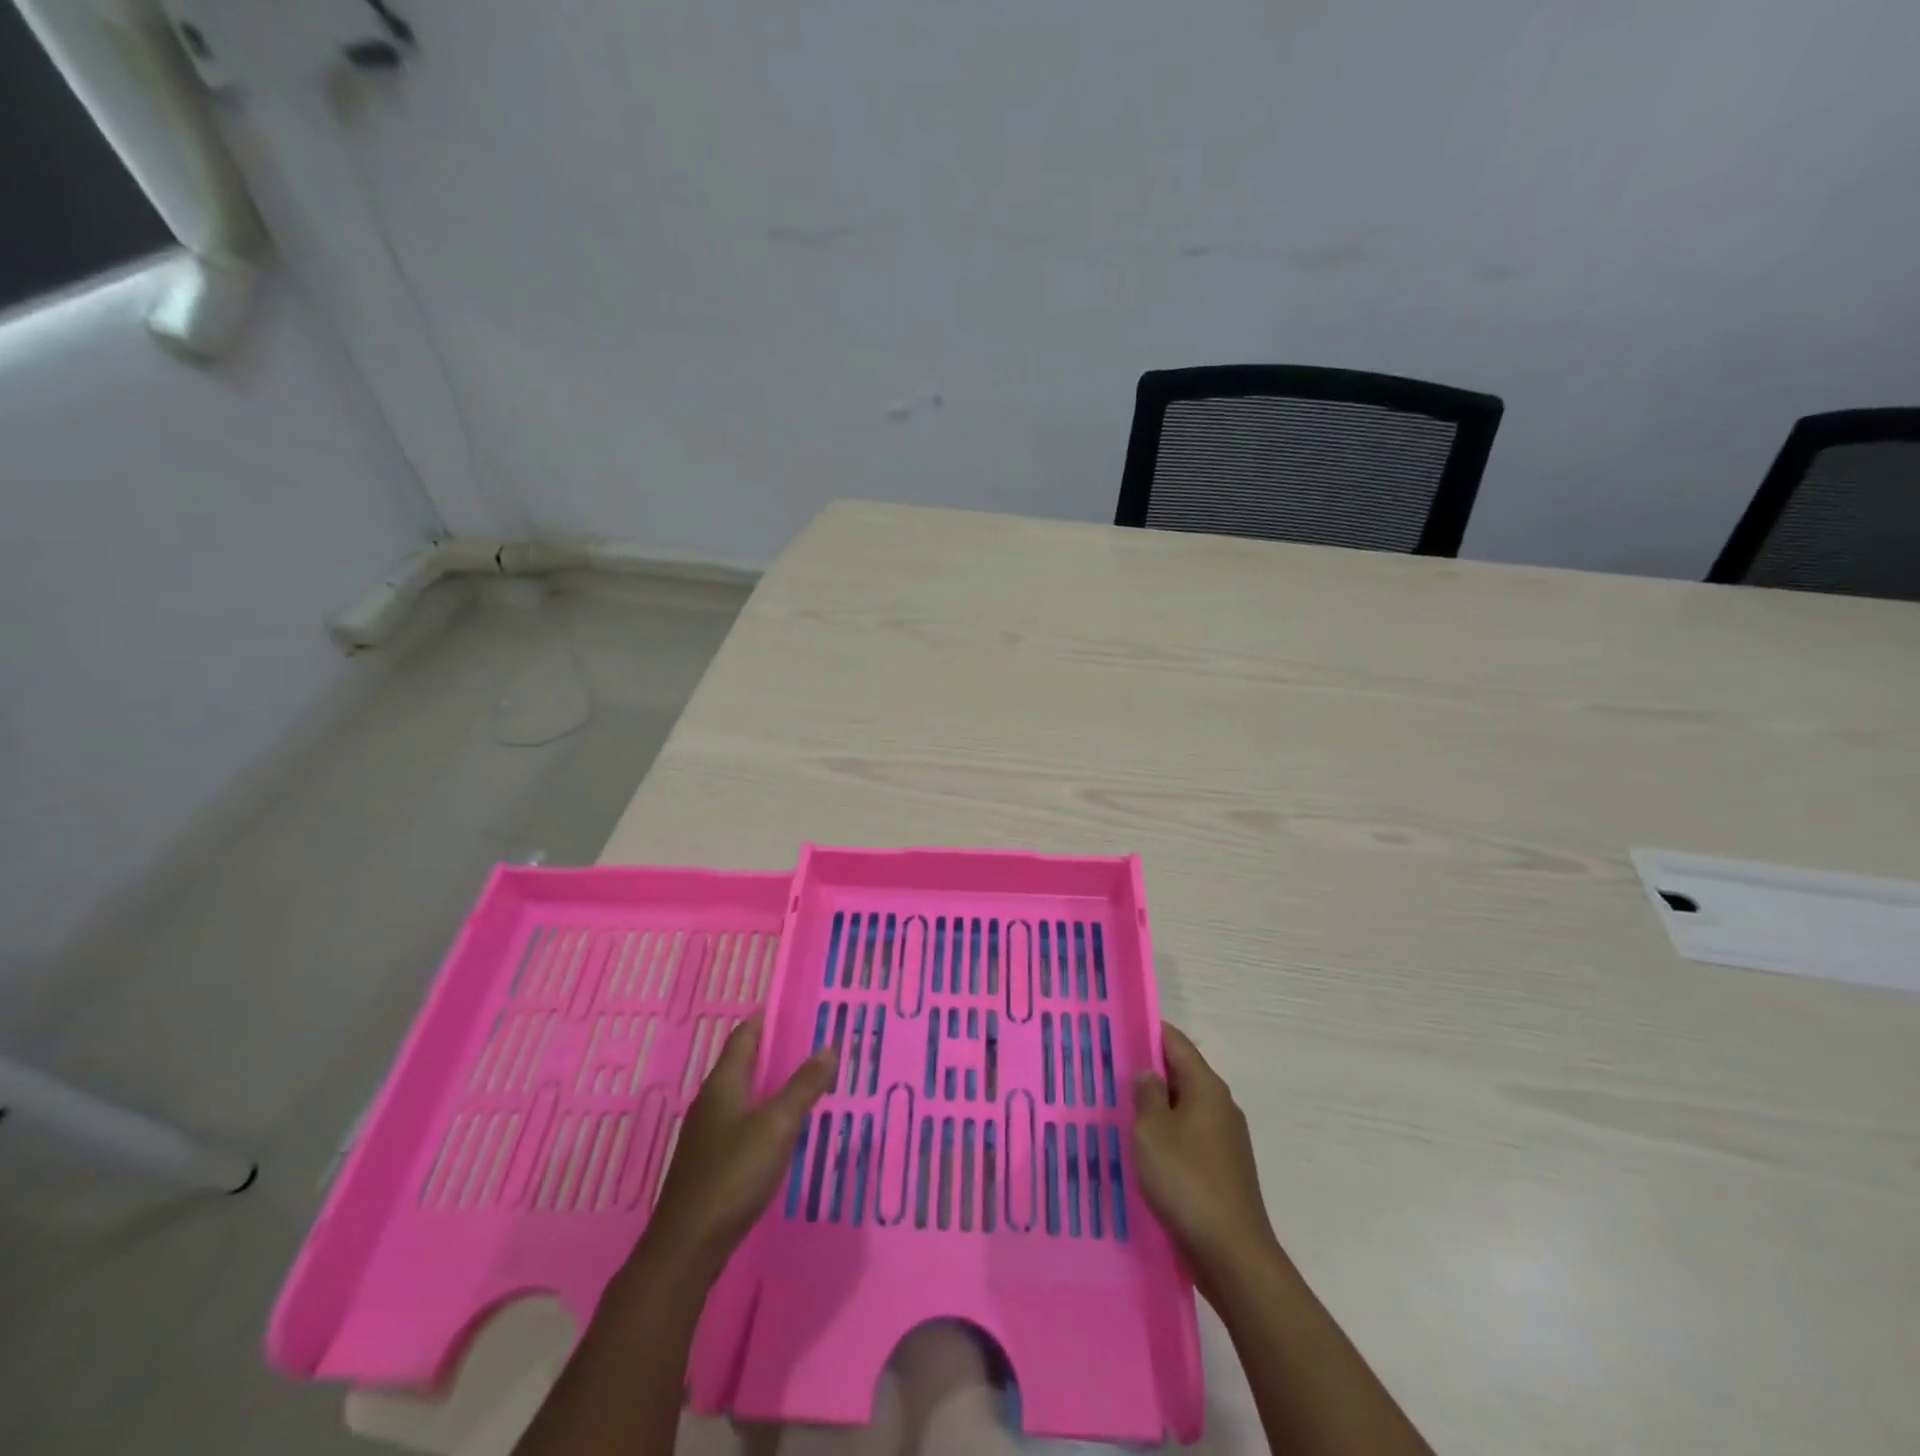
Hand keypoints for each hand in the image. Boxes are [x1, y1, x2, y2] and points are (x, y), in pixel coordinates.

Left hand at [637, 1013, 837, 1281]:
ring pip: (742, 1095)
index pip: (744, 1036)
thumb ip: (804, 1086)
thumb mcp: (778, 1125)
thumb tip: (829, 1047)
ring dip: (768, 1084)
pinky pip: (741, 1122)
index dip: (765, 1020)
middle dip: (771, 1051)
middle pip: (742, 1064)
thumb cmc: (733, 1174)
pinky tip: (781, 1129)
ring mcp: (707, 1134)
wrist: (687, 1246)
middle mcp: (711, 1101)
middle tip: (808, 1042)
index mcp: (723, 1083)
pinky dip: (762, 1113)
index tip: (789, 1007)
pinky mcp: (709, 1162)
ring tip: (801, 1081)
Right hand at [1132, 1022, 1278, 1291]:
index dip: (1147, 1032)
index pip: (1175, 1042)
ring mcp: (1225, 1139)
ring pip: (1183, 1108)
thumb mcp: (1151, 1131)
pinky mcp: (1223, 1169)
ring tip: (1118, 1111)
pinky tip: (1142, 1151)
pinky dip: (1166, 1136)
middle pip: (1180, 1073)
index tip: (1116, 1030)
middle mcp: (1220, 1105)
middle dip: (1147, 1071)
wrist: (1232, 1255)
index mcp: (1206, 1087)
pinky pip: (1189, 1137)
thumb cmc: (1186, 1181)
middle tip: (1107, 1072)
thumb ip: (1146, 1094)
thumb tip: (1148, 1074)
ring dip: (1155, 1107)